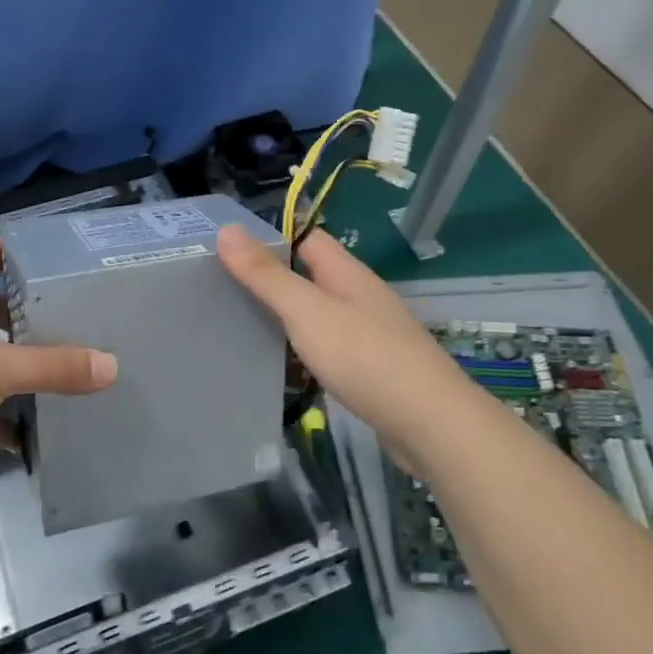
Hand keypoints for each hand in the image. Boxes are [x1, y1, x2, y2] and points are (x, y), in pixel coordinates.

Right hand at [217, 224, 464, 474]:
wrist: (430, 424)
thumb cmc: (364, 357)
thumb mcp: (306, 311)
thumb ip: (266, 275)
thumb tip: (227, 229)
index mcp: (347, 273)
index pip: (306, 237)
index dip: (270, 237)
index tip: (227, 248)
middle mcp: (360, 296)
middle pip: (310, 277)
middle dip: (271, 280)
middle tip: (222, 289)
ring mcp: (369, 333)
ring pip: (318, 315)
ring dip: (285, 318)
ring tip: (239, 326)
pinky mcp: (371, 369)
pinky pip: (328, 348)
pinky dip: (303, 351)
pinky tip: (281, 367)